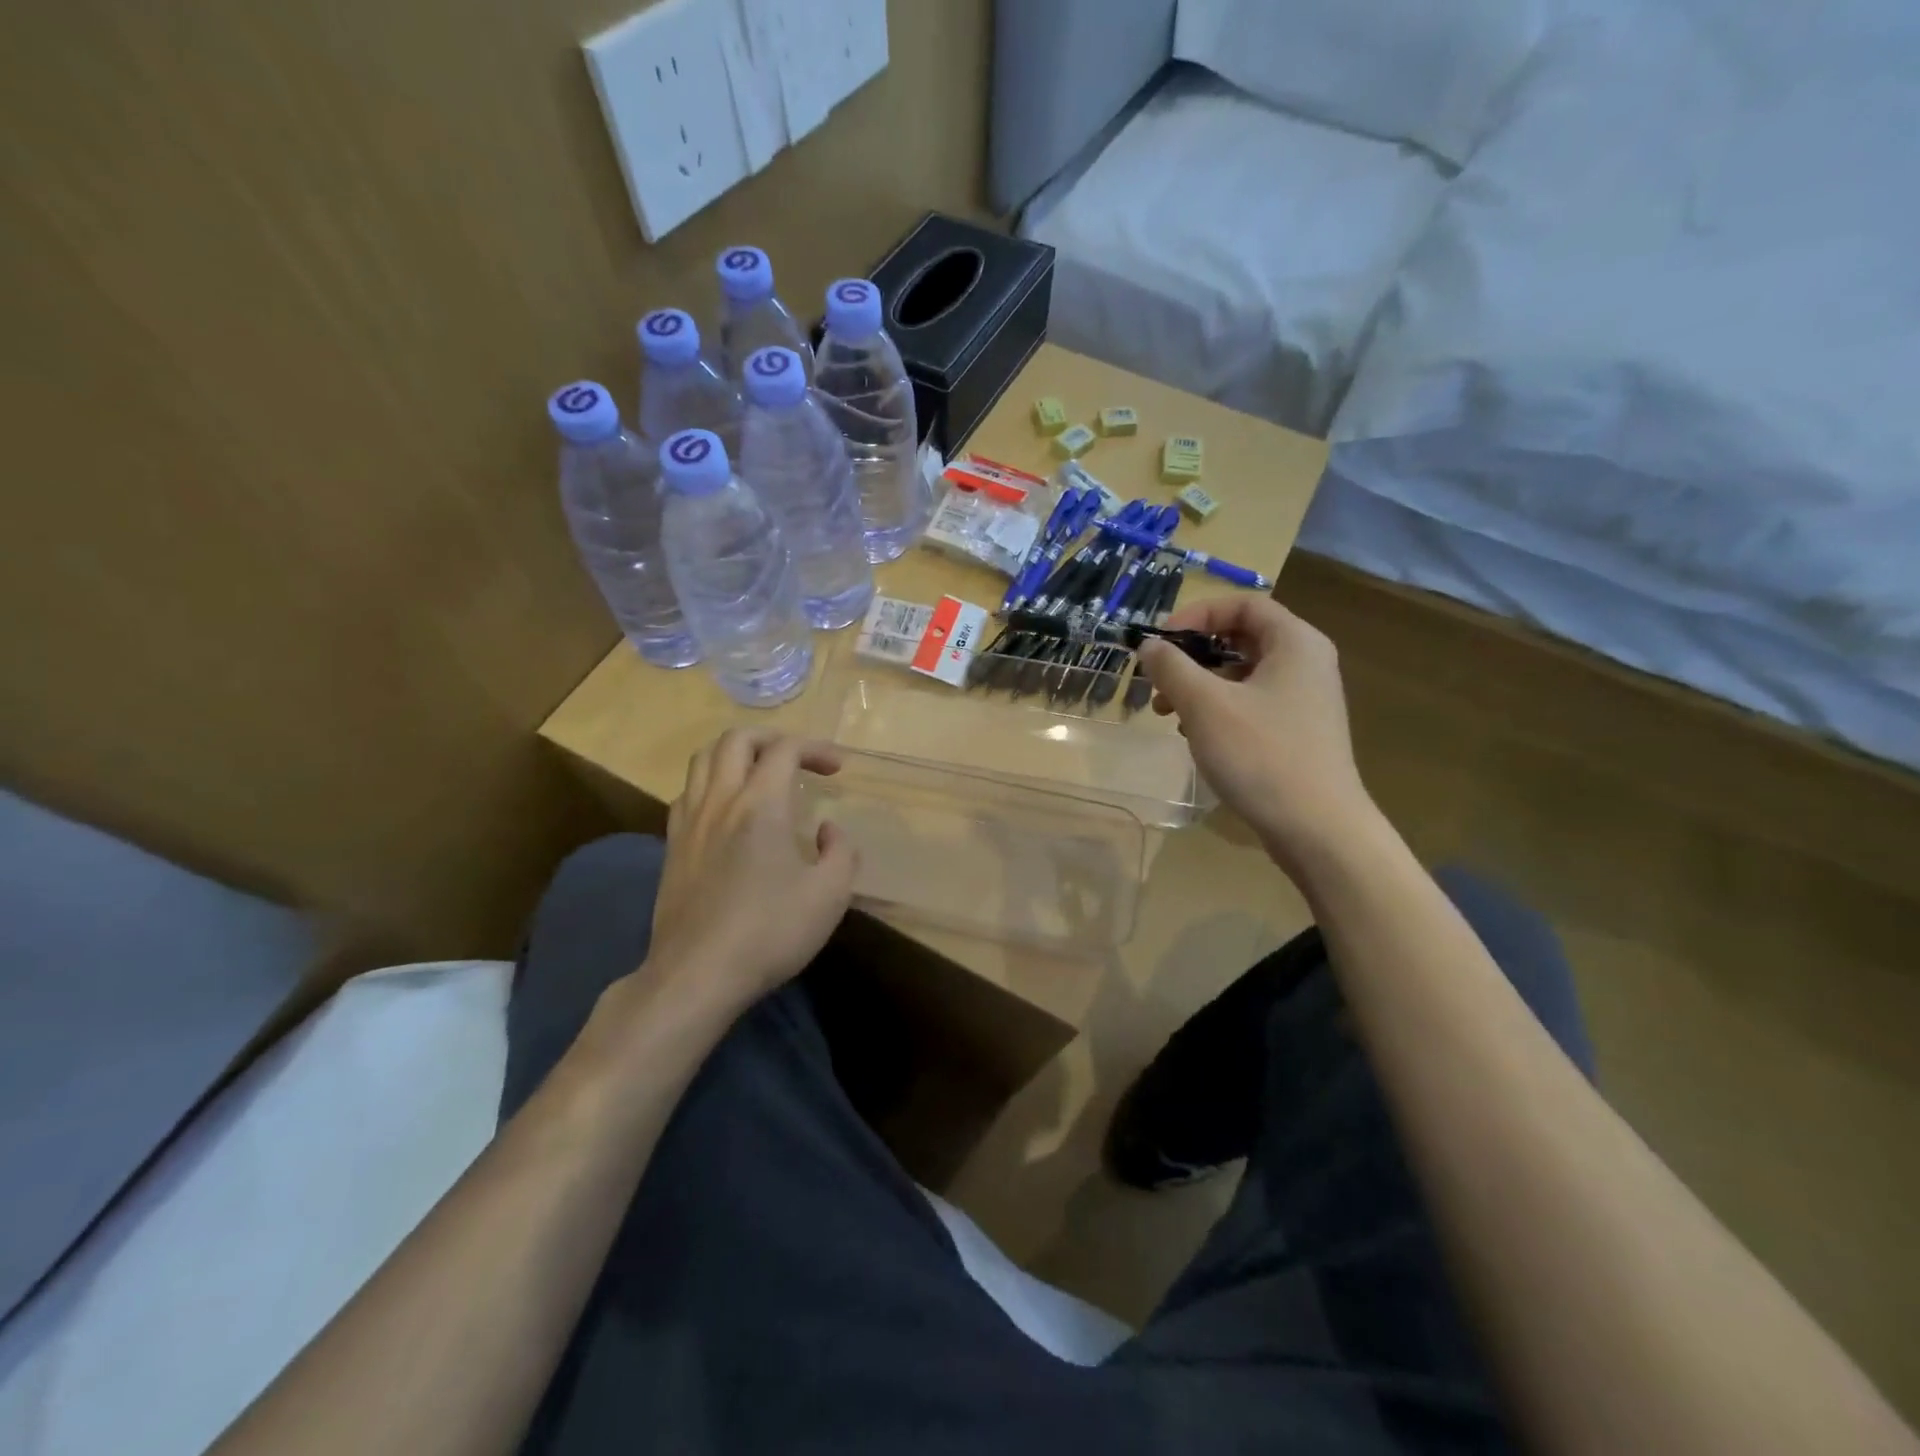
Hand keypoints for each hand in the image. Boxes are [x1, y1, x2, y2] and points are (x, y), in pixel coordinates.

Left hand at [640, 729, 857, 1016]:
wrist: (698, 975)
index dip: (815, 748)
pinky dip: (711, 783)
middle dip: (771, 738)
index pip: (785, 749)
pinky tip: (726, 810)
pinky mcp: (672, 847)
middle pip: (736, 739)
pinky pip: (687, 792)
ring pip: (702, 759)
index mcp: (761, 805)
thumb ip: (841, 852)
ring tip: (759, 773)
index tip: (837, 769)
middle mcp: (720, 801)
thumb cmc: (770, 932)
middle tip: (796, 758)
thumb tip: (827, 831)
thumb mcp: (830, 895)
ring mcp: (689, 822)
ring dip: (735, 754)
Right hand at [1138, 597, 1374, 877]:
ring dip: (1199, 686)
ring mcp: (1304, 700)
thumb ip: (1172, 667)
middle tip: (1158, 681)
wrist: (1318, 829)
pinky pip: (1251, 704)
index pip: (1242, 604)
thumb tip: (1149, 645)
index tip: (1160, 642)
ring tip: (1167, 714)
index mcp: (1294, 642)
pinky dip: (1218, 710)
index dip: (1196, 614)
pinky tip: (1195, 736)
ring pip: (1241, 674)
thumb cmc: (1261, 755)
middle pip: (1240, 638)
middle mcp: (1305, 663)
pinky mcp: (1297, 731)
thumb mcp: (1205, 705)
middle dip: (1191, 656)